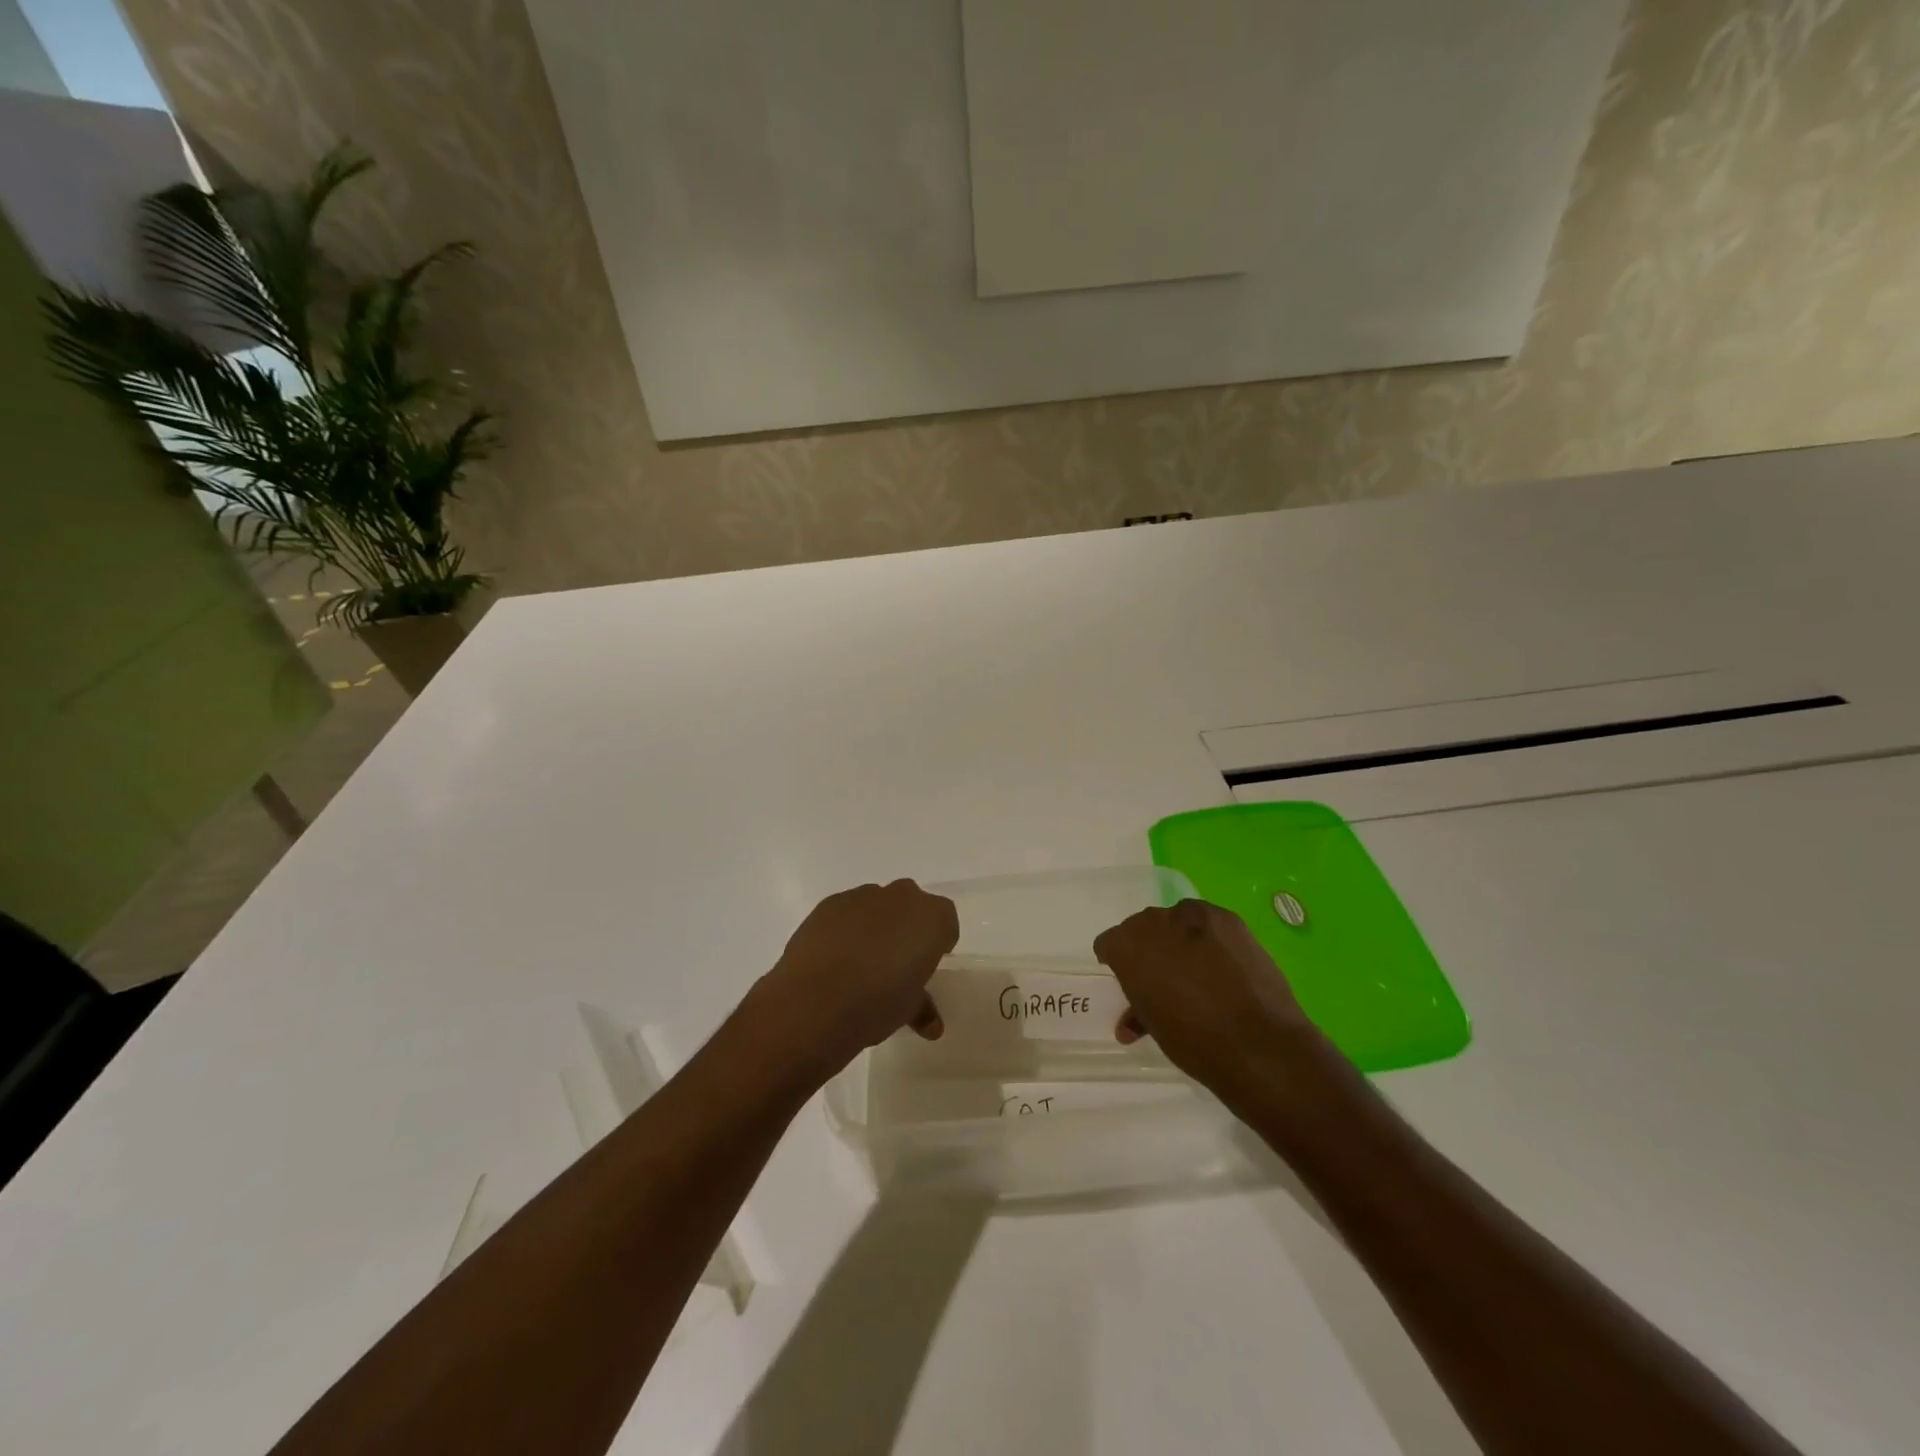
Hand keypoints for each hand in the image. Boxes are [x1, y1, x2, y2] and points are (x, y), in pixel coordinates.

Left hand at [745, 880, 958, 1080]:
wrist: (814, 1001)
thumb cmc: (876, 1003)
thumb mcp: (908, 1009)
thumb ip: (923, 1007)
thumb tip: (931, 1024)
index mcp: (931, 918)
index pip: (945, 920)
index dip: (938, 942)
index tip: (926, 964)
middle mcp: (900, 897)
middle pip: (911, 905)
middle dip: (907, 927)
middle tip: (897, 962)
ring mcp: (862, 896)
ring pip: (877, 905)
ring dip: (875, 925)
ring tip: (861, 963)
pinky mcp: (829, 903)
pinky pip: (847, 912)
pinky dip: (846, 928)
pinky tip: (835, 959)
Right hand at [1093, 899, 1325, 1106]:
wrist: (1258, 1043)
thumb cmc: (1194, 1041)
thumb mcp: (1154, 1027)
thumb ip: (1139, 1008)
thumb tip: (1133, 1019)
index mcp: (1126, 946)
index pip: (1109, 944)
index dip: (1118, 963)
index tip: (1130, 981)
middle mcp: (1153, 921)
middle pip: (1142, 928)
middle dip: (1149, 949)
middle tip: (1165, 978)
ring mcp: (1192, 915)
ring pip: (1175, 921)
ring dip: (1179, 939)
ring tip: (1197, 970)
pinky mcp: (1228, 918)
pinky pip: (1206, 922)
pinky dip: (1208, 938)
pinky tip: (1221, 964)